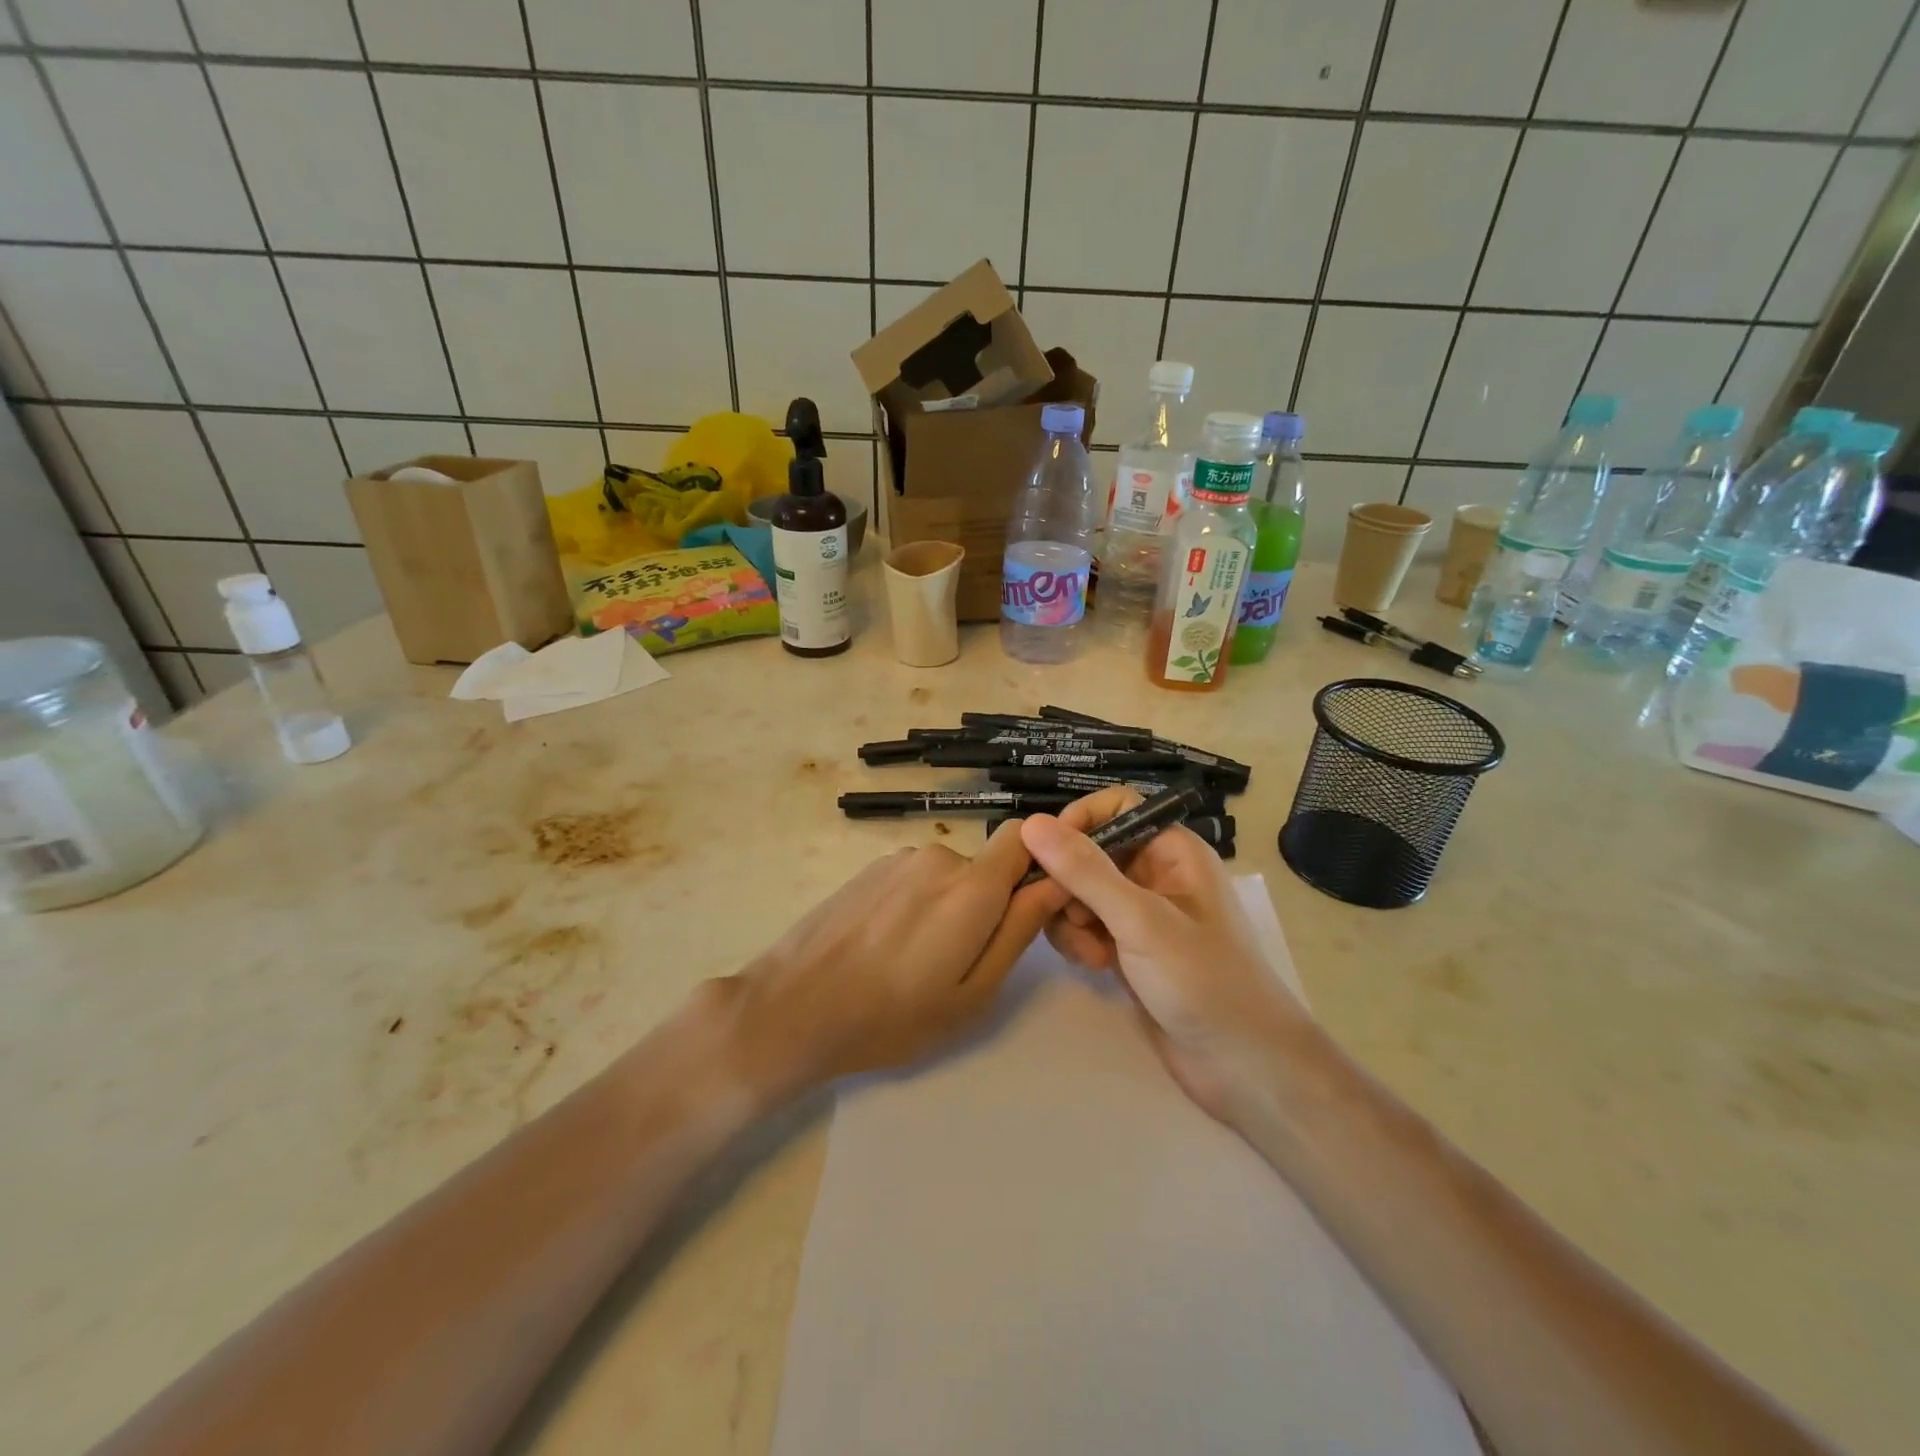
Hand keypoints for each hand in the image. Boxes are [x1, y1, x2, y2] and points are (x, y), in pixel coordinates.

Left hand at [722, 822, 1072, 1097]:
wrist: (794, 1008)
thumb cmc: (893, 1016)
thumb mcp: (973, 993)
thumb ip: (1018, 931)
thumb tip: (1054, 884)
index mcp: (972, 886)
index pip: (1023, 837)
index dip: (1036, 862)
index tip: (1029, 905)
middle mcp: (937, 857)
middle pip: (984, 867)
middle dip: (986, 904)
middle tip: (960, 962)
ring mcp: (897, 859)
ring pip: (947, 876)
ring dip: (947, 907)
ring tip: (915, 961)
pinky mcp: (867, 869)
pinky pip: (913, 879)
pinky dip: (914, 905)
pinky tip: (885, 947)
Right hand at [1019, 790, 1317, 1126]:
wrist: (1244, 1067)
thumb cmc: (1203, 980)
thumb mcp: (1140, 920)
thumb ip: (1085, 871)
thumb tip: (1031, 823)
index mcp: (1172, 850)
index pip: (1116, 807)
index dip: (1079, 821)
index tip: (1049, 851)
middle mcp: (1155, 874)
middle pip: (1090, 851)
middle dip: (1068, 880)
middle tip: (1063, 912)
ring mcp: (1141, 915)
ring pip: (1081, 892)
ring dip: (1071, 917)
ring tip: (1088, 951)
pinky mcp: (1129, 950)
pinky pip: (1087, 926)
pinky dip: (1081, 941)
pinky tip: (1095, 967)